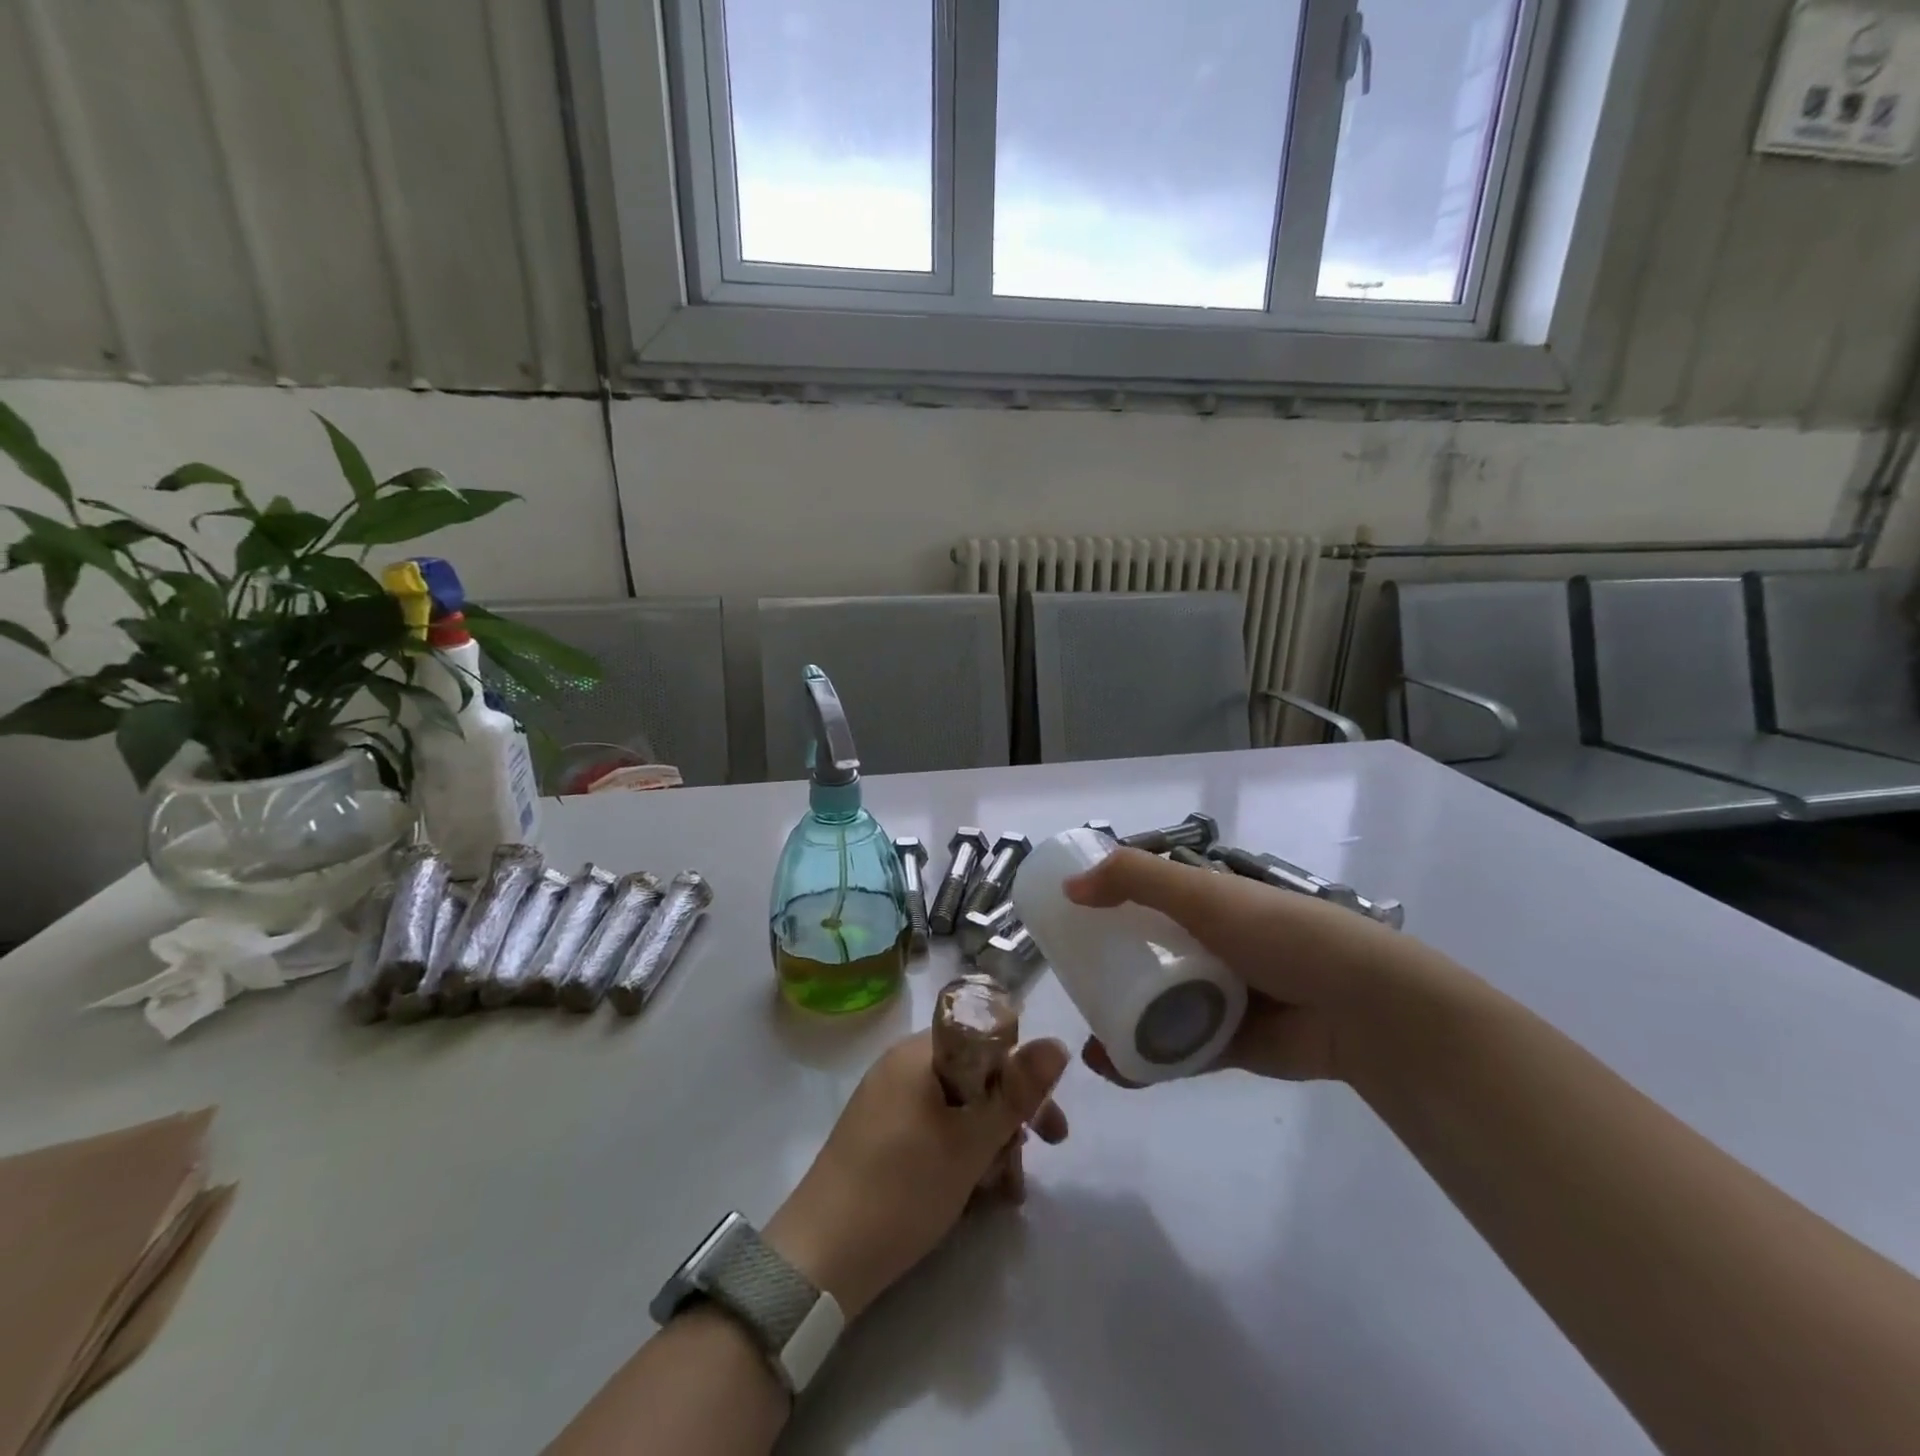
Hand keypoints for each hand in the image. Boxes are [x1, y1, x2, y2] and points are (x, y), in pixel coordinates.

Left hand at [765, 1031, 1069, 1320]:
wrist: (820, 1258)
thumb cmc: (902, 1189)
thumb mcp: (971, 1142)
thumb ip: (1017, 1092)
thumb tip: (1058, 1042)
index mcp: (919, 1052)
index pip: (986, 1038)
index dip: (1022, 1075)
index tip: (1045, 1121)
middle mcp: (901, 1066)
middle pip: (974, 1075)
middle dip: (1009, 1118)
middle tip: (1038, 1156)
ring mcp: (888, 1101)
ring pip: (956, 1108)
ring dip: (988, 1144)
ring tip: (1004, 1193)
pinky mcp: (880, 1135)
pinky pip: (933, 1129)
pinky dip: (959, 1155)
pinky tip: (977, 1195)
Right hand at [1065, 847, 1438, 1085]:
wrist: (1361, 1008)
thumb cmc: (1280, 935)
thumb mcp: (1204, 894)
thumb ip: (1136, 879)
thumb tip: (1070, 886)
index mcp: (1203, 904)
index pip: (1141, 899)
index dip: (1103, 907)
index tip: (1064, 924)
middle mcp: (1206, 946)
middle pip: (1141, 956)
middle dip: (1102, 971)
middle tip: (1068, 986)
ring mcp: (1216, 996)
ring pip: (1153, 1007)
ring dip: (1117, 1022)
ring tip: (1085, 1041)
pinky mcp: (1226, 1044)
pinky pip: (1175, 1050)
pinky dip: (1145, 1060)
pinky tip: (1113, 1068)